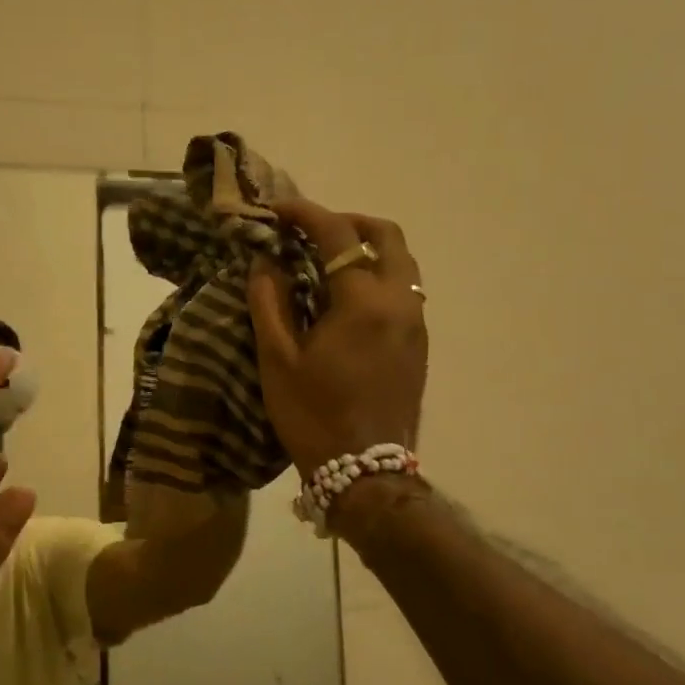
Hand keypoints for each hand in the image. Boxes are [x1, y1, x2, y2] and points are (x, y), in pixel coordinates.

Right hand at [248, 199, 427, 476]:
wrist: (366, 474)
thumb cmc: (314, 416)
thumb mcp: (278, 359)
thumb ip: (269, 301)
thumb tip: (264, 261)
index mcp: (363, 302)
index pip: (337, 234)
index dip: (305, 213)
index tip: (277, 210)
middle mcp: (399, 302)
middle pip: (386, 235)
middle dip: (348, 222)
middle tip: (311, 231)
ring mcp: (416, 323)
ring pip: (401, 262)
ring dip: (366, 248)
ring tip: (327, 261)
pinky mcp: (419, 344)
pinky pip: (404, 289)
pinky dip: (377, 274)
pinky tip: (346, 297)